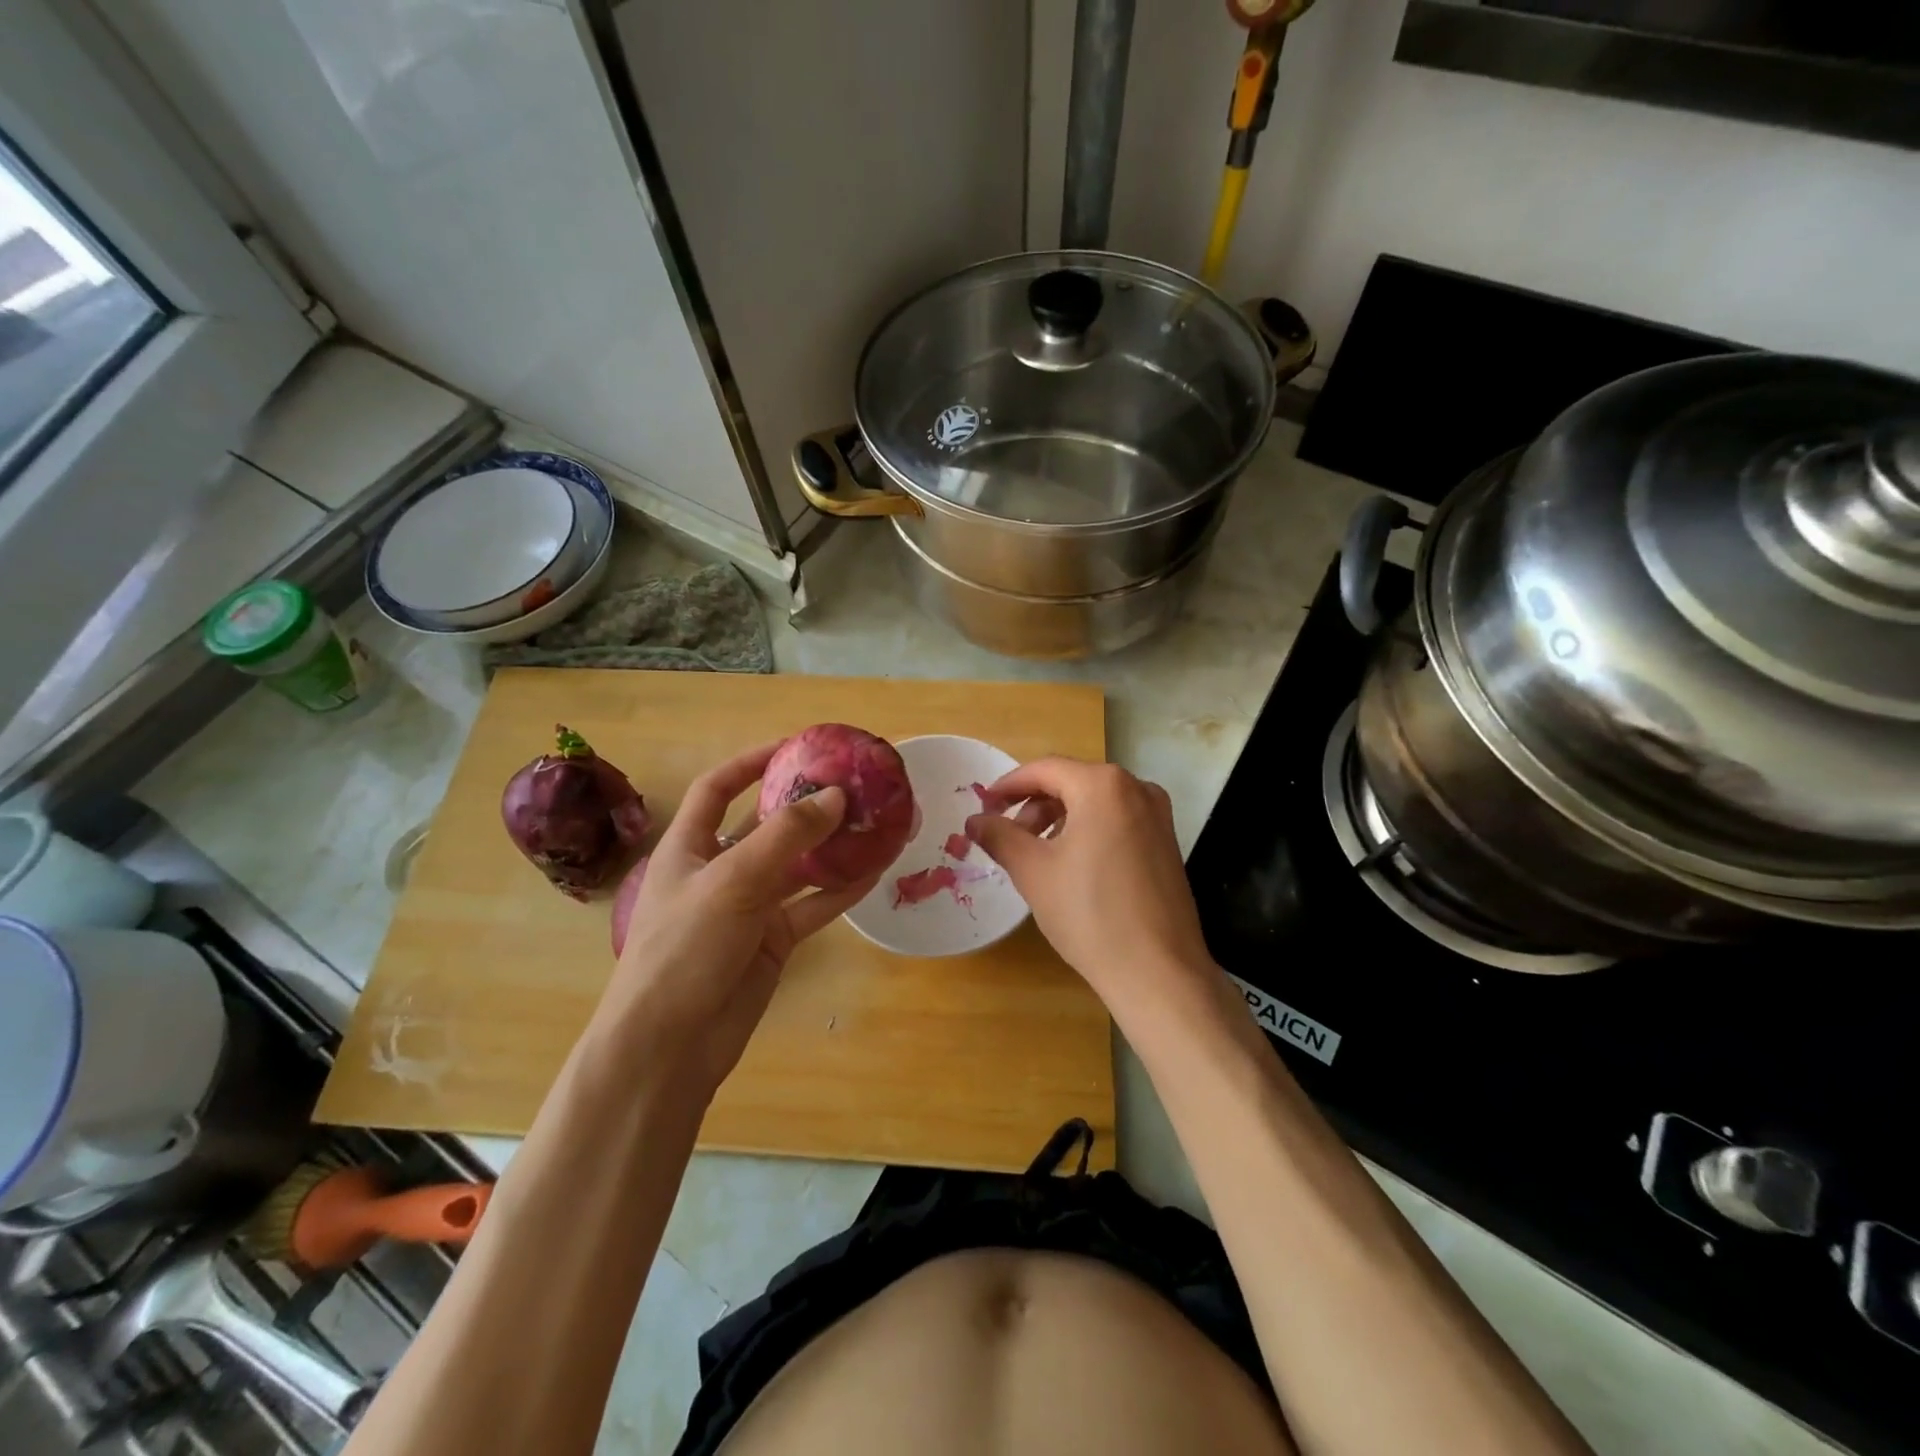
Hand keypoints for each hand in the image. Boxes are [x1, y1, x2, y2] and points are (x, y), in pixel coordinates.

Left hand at [600, 742, 877, 1094]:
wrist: (670, 1046)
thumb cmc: (684, 949)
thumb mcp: (732, 881)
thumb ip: (786, 836)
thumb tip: (836, 796)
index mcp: (689, 847)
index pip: (716, 789)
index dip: (750, 763)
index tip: (793, 747)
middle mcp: (719, 870)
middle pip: (766, 825)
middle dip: (805, 805)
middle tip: (852, 785)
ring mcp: (749, 907)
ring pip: (797, 866)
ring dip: (832, 847)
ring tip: (874, 823)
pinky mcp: (772, 941)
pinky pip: (812, 906)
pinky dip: (840, 890)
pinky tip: (874, 872)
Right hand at [966, 758, 1225, 1030]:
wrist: (1158, 972)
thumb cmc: (1089, 913)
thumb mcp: (1033, 871)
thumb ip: (1000, 836)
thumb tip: (975, 820)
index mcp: (1103, 785)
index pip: (1044, 770)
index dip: (1008, 786)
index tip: (984, 806)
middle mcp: (1136, 789)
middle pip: (1072, 782)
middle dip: (1034, 805)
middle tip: (1008, 838)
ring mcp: (1158, 816)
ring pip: (1095, 803)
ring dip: (1060, 820)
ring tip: (1038, 856)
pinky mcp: (1167, 843)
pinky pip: (1117, 821)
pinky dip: (1088, 831)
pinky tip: (1073, 867)